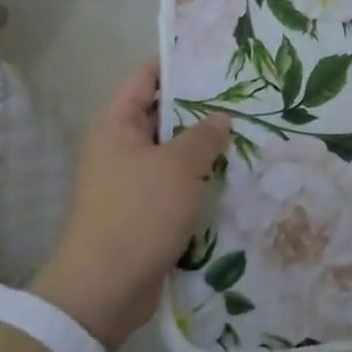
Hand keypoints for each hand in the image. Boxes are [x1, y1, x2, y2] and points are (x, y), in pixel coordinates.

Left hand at [31, 61, 229, 351]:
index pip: (145, 77)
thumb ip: (203, 136)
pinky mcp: (141, 212)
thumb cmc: (138, 214)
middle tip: (244, 100)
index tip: (216, 60)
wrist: (104, 291)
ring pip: (171, 153)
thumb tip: (220, 119)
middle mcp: (118, 148)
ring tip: (247, 136)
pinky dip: (197, 181)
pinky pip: (173, 185)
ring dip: (203, 149)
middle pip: (161, 115)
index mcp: (116, 125)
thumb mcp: (178, 168)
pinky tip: (232, 178)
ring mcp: (129, 182)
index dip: (177, 64)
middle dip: (200, 109)